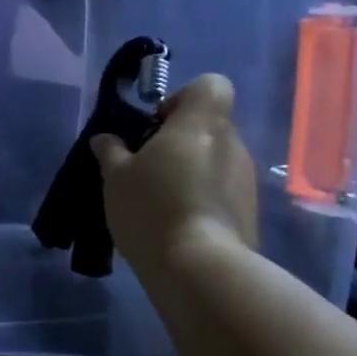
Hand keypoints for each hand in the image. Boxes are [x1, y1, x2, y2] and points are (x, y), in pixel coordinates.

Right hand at [90, 73, 257, 281]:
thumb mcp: (116, 177)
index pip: (210, 85)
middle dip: (179, 141)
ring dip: (190, 171)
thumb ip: (112, 152)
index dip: (181, 98)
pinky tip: (175, 223)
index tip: (154, 126)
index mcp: (201, 124)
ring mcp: (246, 181)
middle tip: (145, 167)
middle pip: (208, 126)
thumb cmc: (153, 208)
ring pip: (215, 160)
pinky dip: (201, 199)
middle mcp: (232, 145)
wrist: (201, 270)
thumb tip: (106, 139)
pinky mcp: (250, 214)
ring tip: (158, 200)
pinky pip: (221, 192)